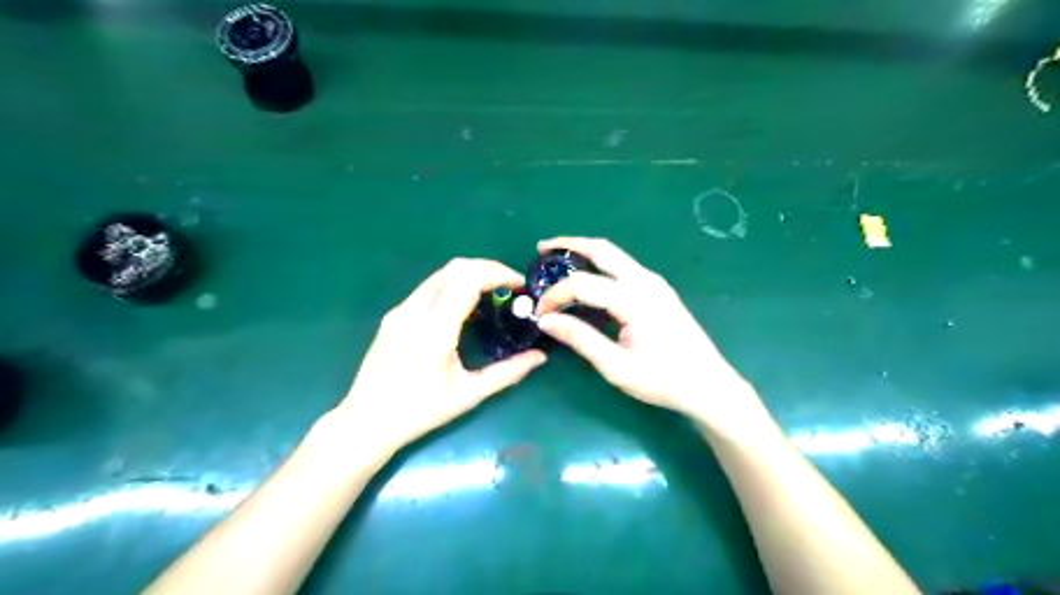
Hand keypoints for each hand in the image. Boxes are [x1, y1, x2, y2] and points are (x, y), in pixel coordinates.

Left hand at [332, 259, 546, 451]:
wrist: (366, 421)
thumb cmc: (420, 412)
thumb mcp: (469, 394)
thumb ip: (508, 373)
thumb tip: (540, 357)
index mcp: (435, 328)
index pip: (469, 280)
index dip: (498, 274)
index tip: (520, 283)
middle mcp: (415, 310)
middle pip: (455, 268)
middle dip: (487, 268)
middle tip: (510, 284)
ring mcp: (400, 311)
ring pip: (440, 275)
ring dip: (470, 275)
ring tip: (493, 293)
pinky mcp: (394, 316)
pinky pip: (428, 289)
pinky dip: (453, 286)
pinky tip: (465, 309)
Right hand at [540, 236, 771, 436]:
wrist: (708, 384)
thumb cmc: (662, 379)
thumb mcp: (616, 366)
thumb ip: (580, 338)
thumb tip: (546, 320)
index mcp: (634, 299)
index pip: (582, 284)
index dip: (555, 295)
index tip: (540, 313)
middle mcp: (645, 280)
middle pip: (601, 249)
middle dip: (568, 245)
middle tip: (541, 249)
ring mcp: (654, 282)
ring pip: (613, 254)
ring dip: (584, 252)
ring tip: (557, 259)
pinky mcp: (658, 289)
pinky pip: (623, 266)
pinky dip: (599, 264)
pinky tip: (587, 277)